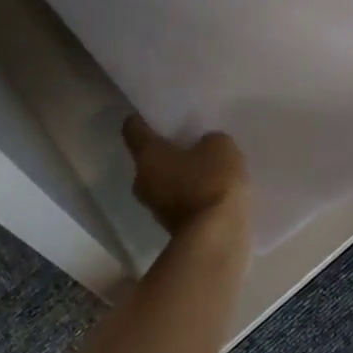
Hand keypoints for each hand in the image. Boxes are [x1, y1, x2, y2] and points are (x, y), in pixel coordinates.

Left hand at [121, 116, 249, 233]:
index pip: (132, 128)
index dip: (142, 119)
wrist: (217, 238)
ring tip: (204, 168)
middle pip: (148, 158)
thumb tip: (203, 148)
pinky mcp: (170, 228)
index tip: (154, 115)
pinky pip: (176, 201)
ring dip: (177, 175)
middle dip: (165, 150)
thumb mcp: (220, 146)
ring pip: (162, 182)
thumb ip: (208, 140)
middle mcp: (141, 180)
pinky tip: (211, 191)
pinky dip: (189, 196)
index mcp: (147, 154)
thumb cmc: (211, 181)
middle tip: (188, 142)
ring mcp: (153, 207)